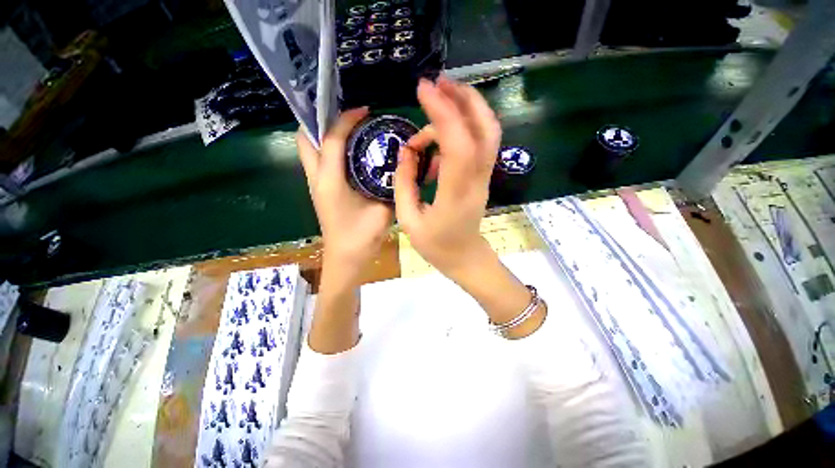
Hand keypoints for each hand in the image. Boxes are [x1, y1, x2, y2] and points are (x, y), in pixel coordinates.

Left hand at [297, 107, 392, 281]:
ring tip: (350, 129)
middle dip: (321, 121)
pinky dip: (331, 149)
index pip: (331, 139)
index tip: (364, 111)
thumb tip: (399, 167)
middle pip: (306, 139)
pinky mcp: (321, 191)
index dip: (346, 120)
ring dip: (325, 134)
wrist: (346, 259)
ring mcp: (316, 185)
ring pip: (310, 150)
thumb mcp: (383, 210)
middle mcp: (317, 178)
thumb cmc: (362, 237)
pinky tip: (351, 152)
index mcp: (330, 181)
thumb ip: (390, 187)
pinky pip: (320, 161)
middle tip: (347, 117)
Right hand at [394, 77, 500, 279]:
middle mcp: (476, 181)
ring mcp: (484, 178)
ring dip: (465, 109)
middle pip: (485, 129)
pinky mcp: (482, 177)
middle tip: (438, 83)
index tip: (423, 89)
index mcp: (455, 195)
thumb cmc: (436, 245)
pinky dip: (459, 131)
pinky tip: (436, 144)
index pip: (458, 145)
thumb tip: (406, 150)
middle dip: (464, 98)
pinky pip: (478, 144)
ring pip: (487, 133)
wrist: (465, 257)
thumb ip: (404, 183)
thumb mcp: (408, 220)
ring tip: (434, 105)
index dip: (443, 113)